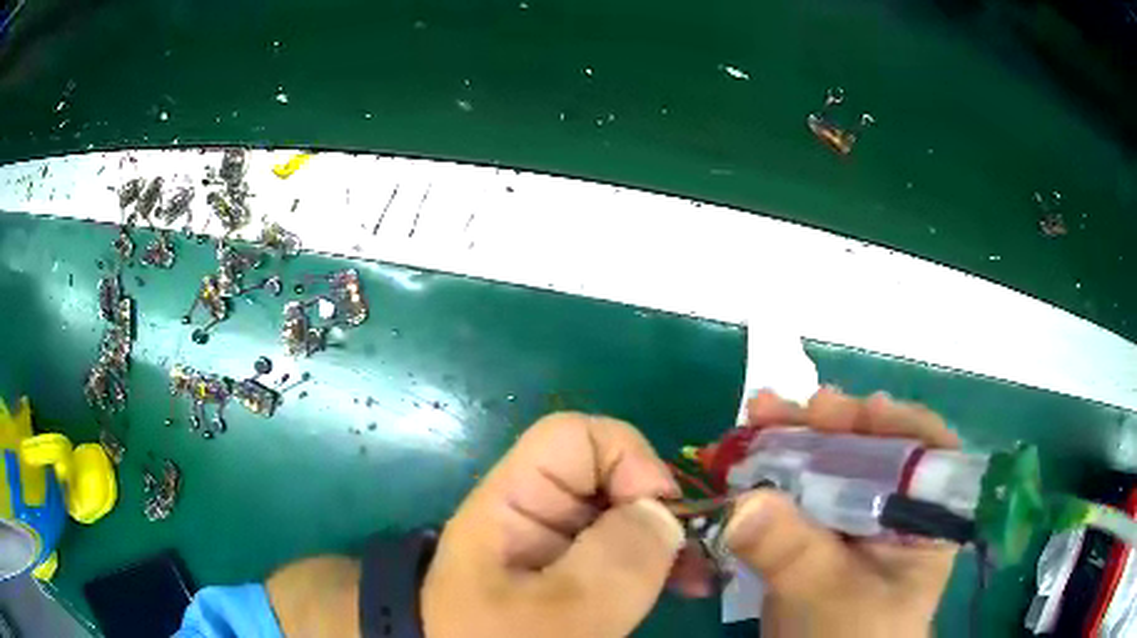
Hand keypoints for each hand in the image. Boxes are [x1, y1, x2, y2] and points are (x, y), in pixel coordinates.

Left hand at [421, 413, 686, 637]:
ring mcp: (554, 548)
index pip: (573, 437)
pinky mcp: (571, 576)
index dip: (627, 458)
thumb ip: (617, 559)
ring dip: (666, 539)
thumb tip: (663, 511)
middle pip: (607, 475)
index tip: (662, 515)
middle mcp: (533, 515)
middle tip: (693, 556)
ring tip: (697, 576)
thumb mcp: (564, 613)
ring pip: (622, 516)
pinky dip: (658, 563)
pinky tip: (684, 585)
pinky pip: (623, 552)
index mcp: (511, 504)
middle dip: (658, 508)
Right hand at [725, 388, 959, 637]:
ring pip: (830, 466)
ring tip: (752, 420)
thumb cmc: (850, 637)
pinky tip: (742, 462)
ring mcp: (855, 521)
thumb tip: (743, 502)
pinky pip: (800, 494)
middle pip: (868, 449)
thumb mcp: (828, 595)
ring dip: (789, 443)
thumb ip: (793, 550)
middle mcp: (895, 509)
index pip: (922, 448)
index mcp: (924, 517)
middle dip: (821, 426)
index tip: (834, 410)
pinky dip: (770, 476)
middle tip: (773, 409)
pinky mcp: (821, 536)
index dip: (884, 421)